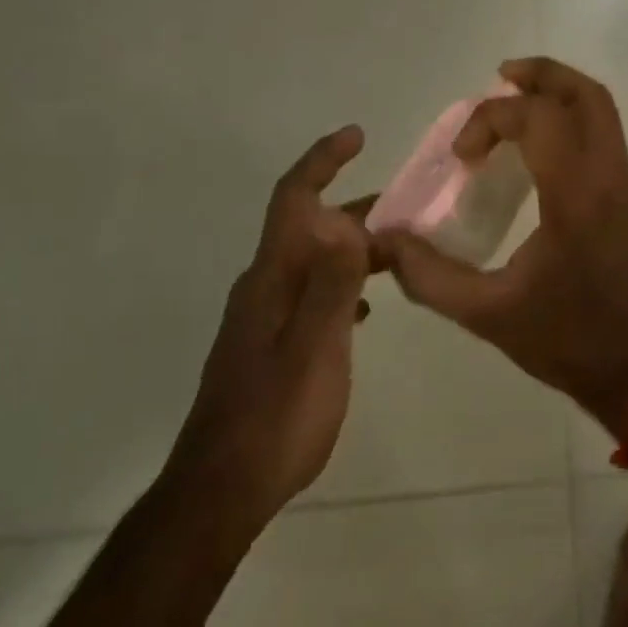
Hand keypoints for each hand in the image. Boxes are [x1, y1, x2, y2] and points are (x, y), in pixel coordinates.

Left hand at [164, 126, 373, 537]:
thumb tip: (347, 223)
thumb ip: (333, 285)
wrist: (222, 490)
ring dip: (352, 248)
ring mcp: (264, 318)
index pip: (293, 200)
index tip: (356, 136)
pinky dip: (343, 285)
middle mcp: (263, 287)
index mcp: (272, 279)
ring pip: (313, 262)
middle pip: (307, 228)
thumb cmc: (276, 418)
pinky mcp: (270, 345)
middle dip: (353, 209)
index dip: (322, 161)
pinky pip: (312, 294)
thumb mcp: (316, 348)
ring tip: (398, 254)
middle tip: (405, 209)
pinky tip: (366, 309)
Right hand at [373, 58, 627, 439]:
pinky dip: (570, 120)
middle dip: (541, 76)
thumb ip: (429, 276)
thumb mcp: (488, 314)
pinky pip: (603, 135)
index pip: (540, 118)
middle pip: (586, 96)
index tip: (462, 156)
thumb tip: (385, 242)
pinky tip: (535, 146)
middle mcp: (610, 178)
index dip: (491, 119)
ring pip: (601, 111)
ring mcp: (626, 186)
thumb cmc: (568, 341)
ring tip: (512, 102)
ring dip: (558, 94)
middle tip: (497, 80)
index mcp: (577, 197)